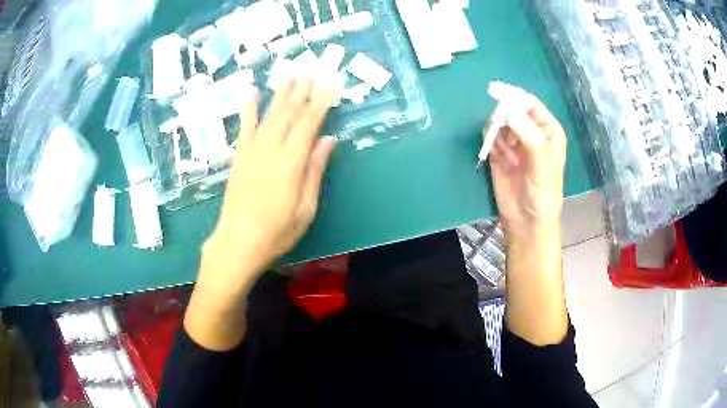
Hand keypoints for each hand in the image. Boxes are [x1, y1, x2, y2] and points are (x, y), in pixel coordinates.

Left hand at [185, 78, 338, 350]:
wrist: (237, 242)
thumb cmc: (277, 232)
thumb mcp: (306, 208)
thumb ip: (316, 170)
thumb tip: (328, 139)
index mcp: (291, 162)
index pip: (309, 122)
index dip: (321, 101)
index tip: (331, 83)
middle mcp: (270, 149)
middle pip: (289, 112)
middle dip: (303, 89)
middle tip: (313, 69)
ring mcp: (251, 150)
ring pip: (269, 114)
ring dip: (282, 93)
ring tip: (292, 74)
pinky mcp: (238, 156)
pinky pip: (244, 126)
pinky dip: (248, 108)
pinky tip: (252, 92)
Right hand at [488, 95, 566, 239]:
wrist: (526, 222)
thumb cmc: (542, 191)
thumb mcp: (542, 161)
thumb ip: (527, 132)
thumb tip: (506, 108)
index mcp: (548, 130)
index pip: (530, 104)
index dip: (515, 97)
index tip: (497, 94)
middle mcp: (531, 133)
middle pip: (512, 110)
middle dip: (503, 115)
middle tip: (498, 127)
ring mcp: (514, 143)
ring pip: (499, 122)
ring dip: (496, 130)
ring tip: (502, 151)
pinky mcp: (499, 154)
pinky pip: (490, 137)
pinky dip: (489, 141)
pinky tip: (496, 155)